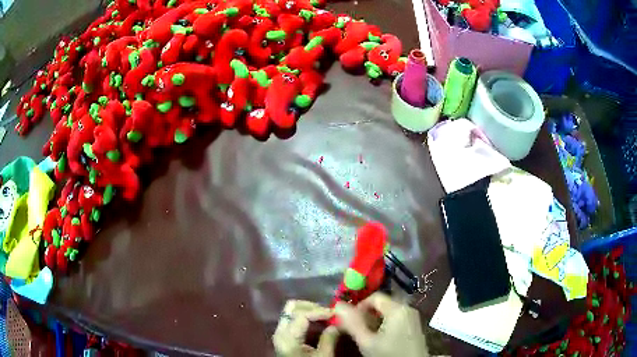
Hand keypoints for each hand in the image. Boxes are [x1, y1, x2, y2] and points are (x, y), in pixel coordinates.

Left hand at [273, 300, 339, 356]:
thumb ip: (329, 339)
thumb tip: (337, 323)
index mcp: (288, 337)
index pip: (301, 315)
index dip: (320, 311)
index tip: (335, 313)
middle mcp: (280, 331)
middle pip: (291, 307)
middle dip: (312, 306)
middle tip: (329, 312)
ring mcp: (279, 333)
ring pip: (290, 311)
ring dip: (308, 310)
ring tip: (325, 316)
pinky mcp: (283, 336)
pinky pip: (291, 318)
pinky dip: (305, 316)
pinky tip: (318, 322)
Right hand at [334, 293, 427, 356]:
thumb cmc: (389, 354)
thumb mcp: (367, 341)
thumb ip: (352, 323)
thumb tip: (337, 305)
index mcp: (398, 308)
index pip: (374, 297)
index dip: (359, 306)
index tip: (349, 321)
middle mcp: (408, 308)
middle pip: (382, 304)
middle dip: (366, 315)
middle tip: (356, 329)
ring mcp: (413, 317)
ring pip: (389, 312)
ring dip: (375, 321)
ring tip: (366, 335)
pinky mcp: (414, 326)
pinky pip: (397, 318)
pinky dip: (385, 324)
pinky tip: (380, 338)